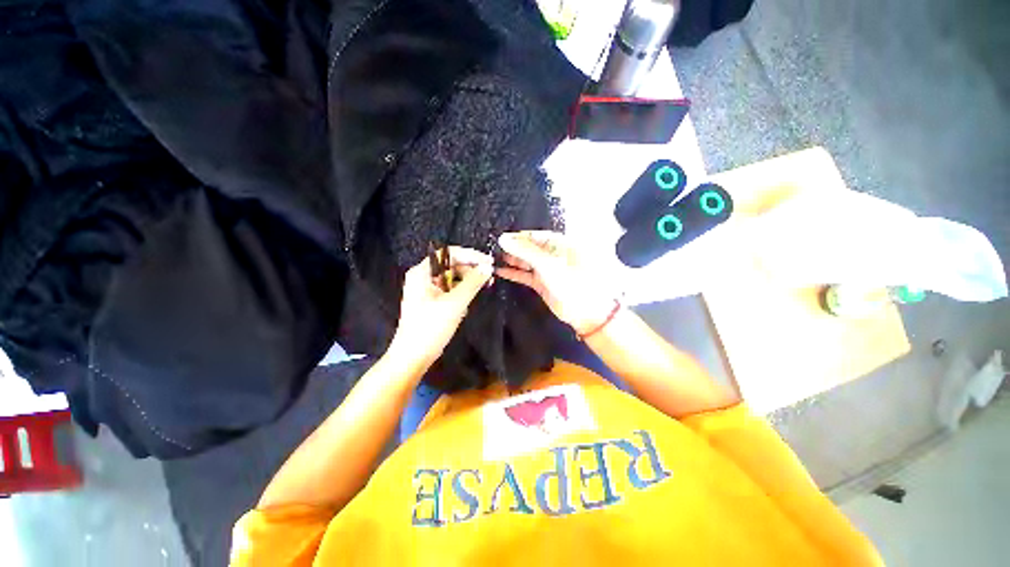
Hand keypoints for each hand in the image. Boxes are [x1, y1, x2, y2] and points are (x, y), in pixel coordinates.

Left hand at [389, 247, 493, 366]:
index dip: (470, 255)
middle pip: (451, 265)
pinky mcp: (432, 302)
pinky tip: (471, 298)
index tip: (488, 262)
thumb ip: (472, 282)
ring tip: (484, 286)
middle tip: (489, 276)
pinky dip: (462, 291)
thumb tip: (488, 267)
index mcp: (422, 273)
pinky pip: (450, 290)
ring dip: (468, 281)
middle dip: (471, 269)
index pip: (448, 253)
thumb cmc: (430, 327)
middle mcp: (423, 277)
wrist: (413, 357)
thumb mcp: (455, 303)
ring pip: (452, 278)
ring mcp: (427, 290)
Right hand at [496, 231, 617, 335]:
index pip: (536, 236)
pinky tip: (501, 271)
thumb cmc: (573, 283)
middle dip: (514, 248)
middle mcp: (554, 255)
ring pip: (527, 262)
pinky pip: (526, 275)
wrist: (586, 311)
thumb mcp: (548, 264)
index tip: (502, 238)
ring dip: (512, 260)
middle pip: (530, 248)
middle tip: (495, 249)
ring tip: (495, 258)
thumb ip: (525, 252)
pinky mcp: (543, 283)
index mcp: (560, 244)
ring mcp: (548, 270)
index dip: (519, 237)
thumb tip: (504, 239)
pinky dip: (515, 273)